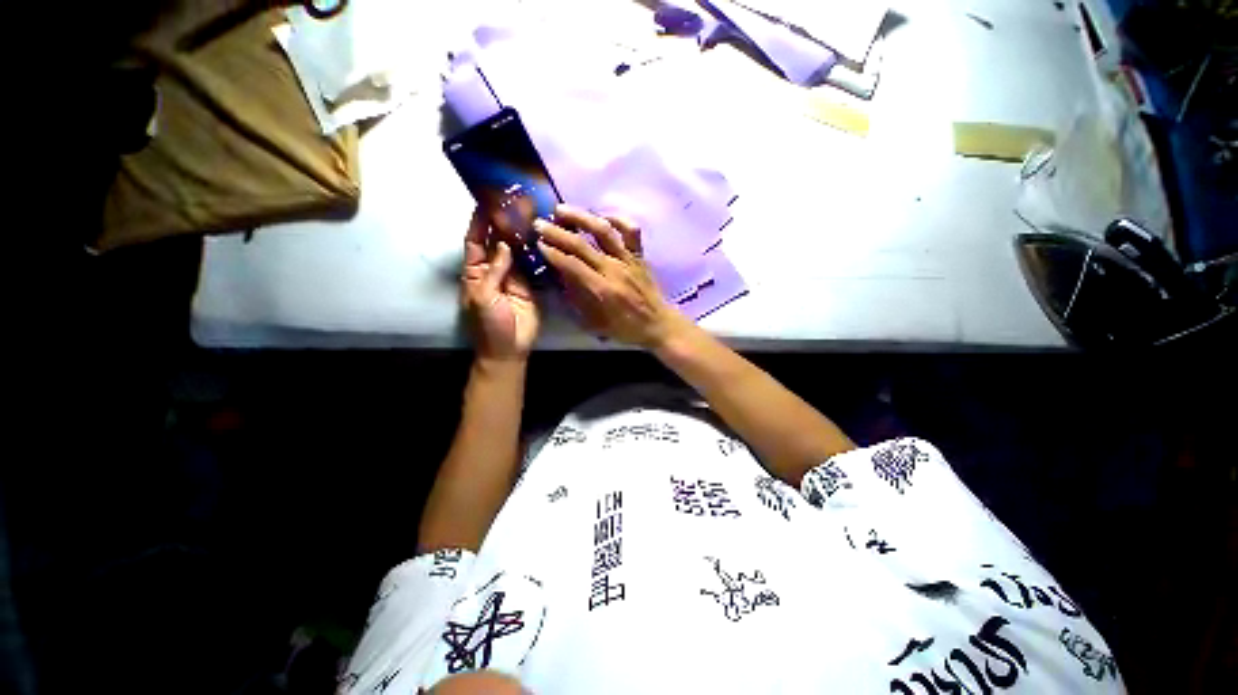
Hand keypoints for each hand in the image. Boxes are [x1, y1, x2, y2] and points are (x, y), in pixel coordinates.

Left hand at [462, 208, 540, 360]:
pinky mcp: (531, 285)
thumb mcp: (484, 297)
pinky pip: (533, 266)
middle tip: (514, 201)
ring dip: (521, 235)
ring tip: (531, 214)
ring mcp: (514, 277)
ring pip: (516, 251)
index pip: (474, 241)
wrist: (510, 349)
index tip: (486, 201)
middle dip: (503, 223)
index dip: (479, 222)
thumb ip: (494, 270)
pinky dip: (536, 252)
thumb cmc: (489, 325)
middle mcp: (494, 270)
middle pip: (496, 241)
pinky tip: (543, 238)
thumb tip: (503, 244)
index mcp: (474, 272)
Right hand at [535, 205, 689, 348]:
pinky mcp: (640, 255)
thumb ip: (578, 301)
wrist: (658, 324)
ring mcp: (629, 260)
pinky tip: (602, 216)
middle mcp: (615, 270)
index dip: (553, 253)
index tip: (538, 243)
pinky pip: (632, 232)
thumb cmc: (626, 328)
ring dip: (582, 217)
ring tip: (562, 210)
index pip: (573, 265)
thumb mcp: (597, 323)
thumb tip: (560, 279)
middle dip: (557, 232)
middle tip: (539, 223)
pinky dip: (618, 219)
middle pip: (583, 245)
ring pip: (604, 231)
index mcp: (603, 290)